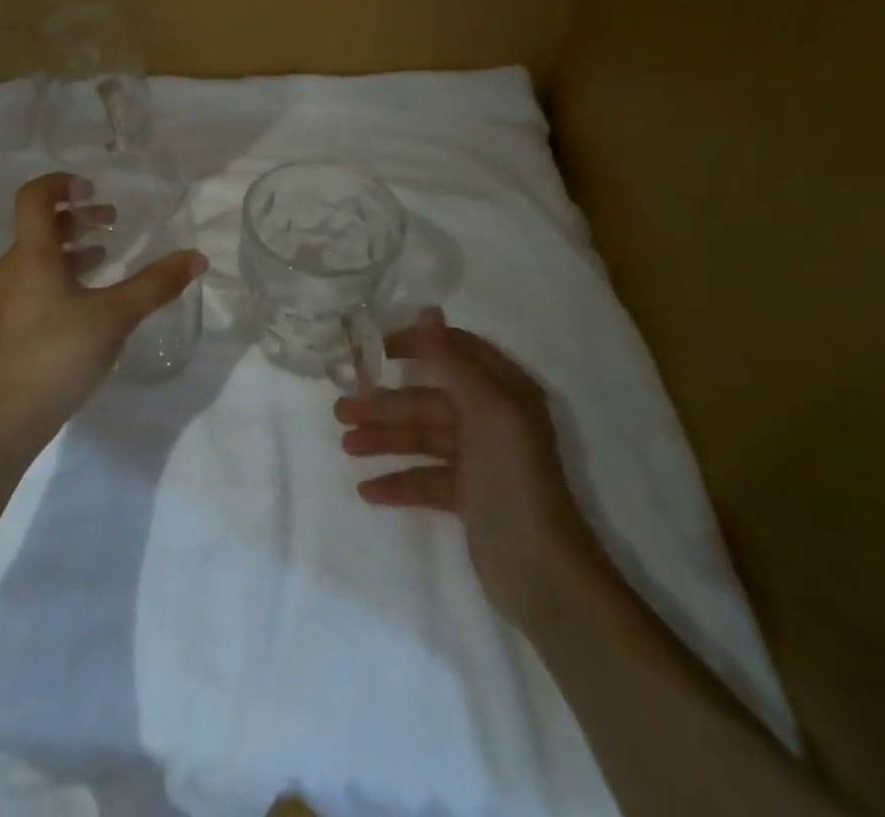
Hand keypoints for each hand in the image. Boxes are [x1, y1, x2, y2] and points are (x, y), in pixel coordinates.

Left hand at [0, 172, 206, 463]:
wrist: (4, 418)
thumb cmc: (56, 354)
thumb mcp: (114, 317)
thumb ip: (155, 285)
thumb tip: (196, 257)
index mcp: (31, 254)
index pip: (34, 196)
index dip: (62, 183)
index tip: (94, 190)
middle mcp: (13, 267)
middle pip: (40, 224)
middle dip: (77, 216)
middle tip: (112, 220)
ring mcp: (6, 297)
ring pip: (38, 254)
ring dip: (71, 246)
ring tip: (107, 254)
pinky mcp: (9, 323)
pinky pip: (36, 280)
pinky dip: (63, 273)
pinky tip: (89, 298)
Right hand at [335, 309, 600, 625]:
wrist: (543, 574)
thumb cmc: (513, 480)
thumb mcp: (487, 412)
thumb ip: (452, 361)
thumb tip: (427, 310)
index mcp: (504, 393)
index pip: (455, 352)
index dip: (416, 345)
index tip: (375, 350)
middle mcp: (493, 419)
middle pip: (430, 399)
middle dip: (386, 403)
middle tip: (341, 409)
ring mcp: (481, 460)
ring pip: (423, 438)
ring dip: (384, 440)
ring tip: (345, 446)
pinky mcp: (470, 497)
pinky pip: (426, 478)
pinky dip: (398, 481)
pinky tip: (367, 489)